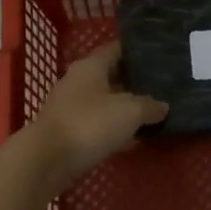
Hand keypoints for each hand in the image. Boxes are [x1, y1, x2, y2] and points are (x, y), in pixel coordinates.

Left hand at [22, 41, 168, 193]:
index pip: (116, 49)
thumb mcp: (129, 112)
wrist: (47, 160)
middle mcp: (78, 81)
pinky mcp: (68, 132)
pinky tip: (133, 138)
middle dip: (134, 81)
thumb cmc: (89, 124)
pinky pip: (97, 124)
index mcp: (91, 66)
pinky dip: (114, 129)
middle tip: (161, 86)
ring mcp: (70, 107)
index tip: (157, 56)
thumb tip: (163, 106)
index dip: (136, 51)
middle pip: (111, 75)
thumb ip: (149, 106)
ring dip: (124, 107)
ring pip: (104, 102)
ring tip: (152, 112)